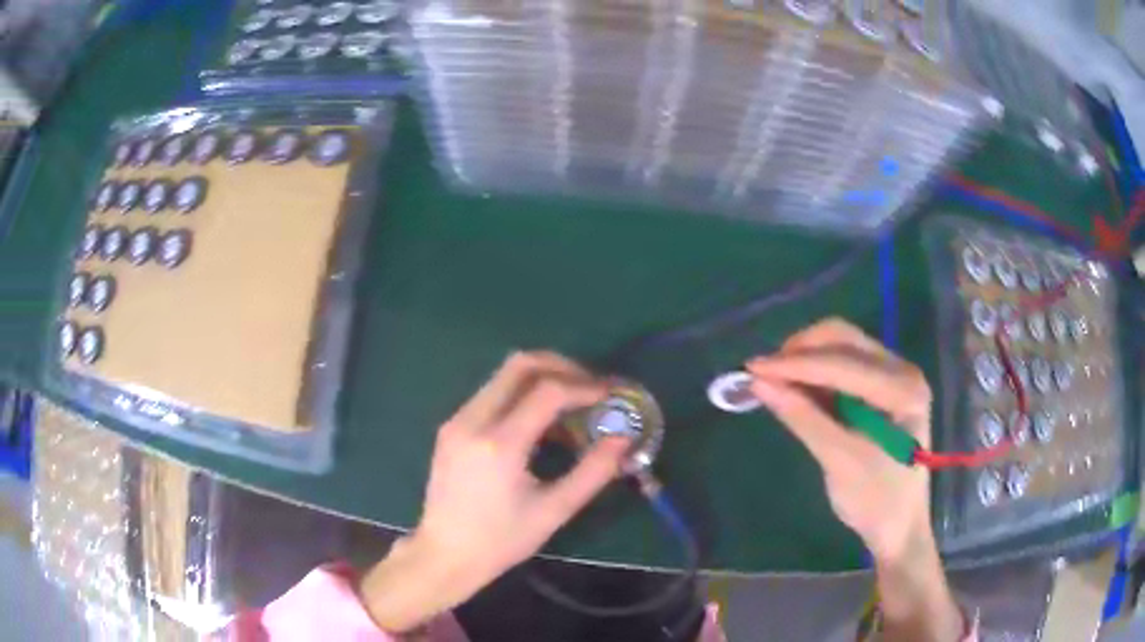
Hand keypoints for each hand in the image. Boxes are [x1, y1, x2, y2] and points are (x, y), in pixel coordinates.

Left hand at [361, 351, 629, 632]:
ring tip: (571, 407)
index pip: (547, 390)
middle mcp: (472, 420)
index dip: (584, 386)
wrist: (444, 555)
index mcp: (499, 444)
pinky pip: (491, 393)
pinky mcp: (451, 426)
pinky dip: (521, 394)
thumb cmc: (501, 540)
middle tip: (590, 387)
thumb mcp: (554, 511)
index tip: (610, 395)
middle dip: (561, 366)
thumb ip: (593, 472)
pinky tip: (540, 424)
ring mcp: (457, 420)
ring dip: (541, 379)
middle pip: (520, 364)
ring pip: (504, 375)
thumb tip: (623, 439)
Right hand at [745, 318, 932, 562]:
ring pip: (841, 347)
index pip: (843, 364)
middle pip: (844, 339)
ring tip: (774, 381)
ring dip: (806, 359)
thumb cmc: (877, 501)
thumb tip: (759, 384)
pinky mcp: (881, 388)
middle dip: (801, 351)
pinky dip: (815, 374)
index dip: (796, 364)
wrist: (900, 527)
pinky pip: (843, 366)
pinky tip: (795, 389)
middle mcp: (902, 371)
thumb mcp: (839, 462)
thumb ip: (803, 418)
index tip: (752, 369)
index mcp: (903, 389)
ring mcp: (893, 376)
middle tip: (764, 374)